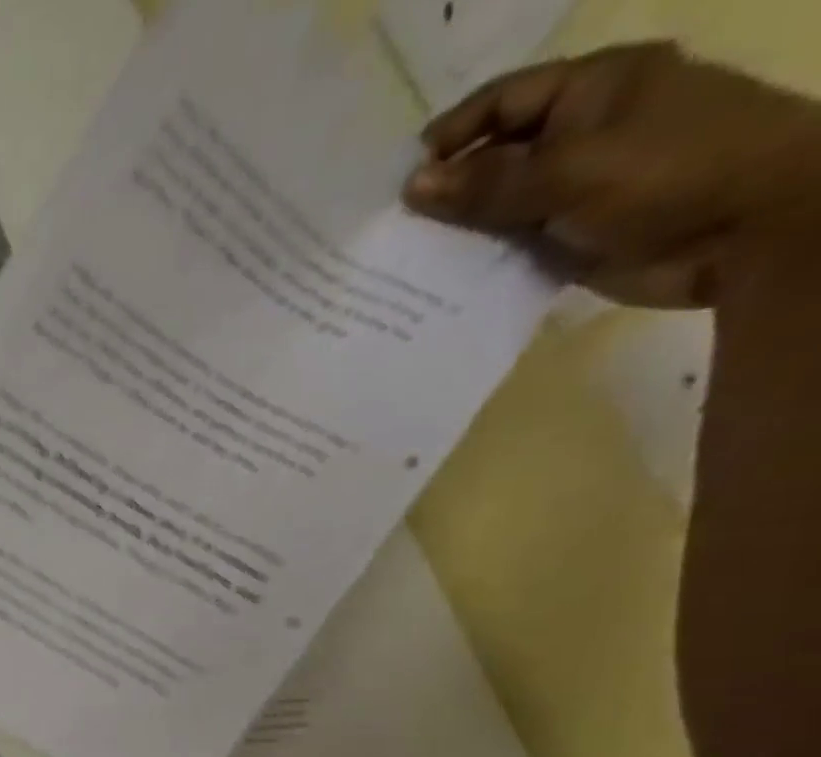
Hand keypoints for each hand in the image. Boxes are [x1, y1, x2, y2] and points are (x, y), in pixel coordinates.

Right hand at [403, 43, 820, 306]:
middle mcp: (579, 133)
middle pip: (493, 156)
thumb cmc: (668, 174)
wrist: (748, 231)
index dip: (450, 135)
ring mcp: (574, 188)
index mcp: (591, 90)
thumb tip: (413, 186)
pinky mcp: (569, 236)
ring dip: (455, 233)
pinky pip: (508, 246)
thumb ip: (487, 183)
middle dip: (444, 190)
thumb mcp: (570, 171)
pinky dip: (475, 262)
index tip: (400, 181)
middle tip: (390, 230)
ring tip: (402, 262)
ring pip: (496, 206)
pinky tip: (437, 283)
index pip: (502, 101)